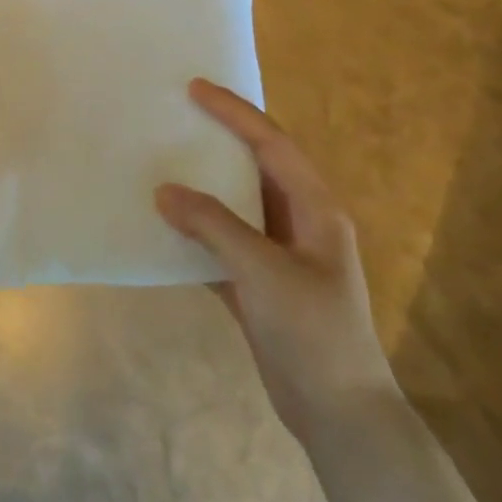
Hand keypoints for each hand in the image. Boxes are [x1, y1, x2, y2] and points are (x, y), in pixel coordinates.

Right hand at [156, 79, 396, 442]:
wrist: (338, 413)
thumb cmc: (312, 332)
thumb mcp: (264, 272)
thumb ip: (214, 226)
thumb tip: (164, 191)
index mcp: (315, 208)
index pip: (272, 144)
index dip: (235, 114)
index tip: (196, 89)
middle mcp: (299, 223)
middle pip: (255, 167)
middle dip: (219, 139)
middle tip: (177, 116)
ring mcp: (279, 255)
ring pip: (235, 205)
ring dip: (203, 185)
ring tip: (163, 161)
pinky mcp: (259, 284)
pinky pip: (221, 243)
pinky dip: (195, 231)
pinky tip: (163, 225)